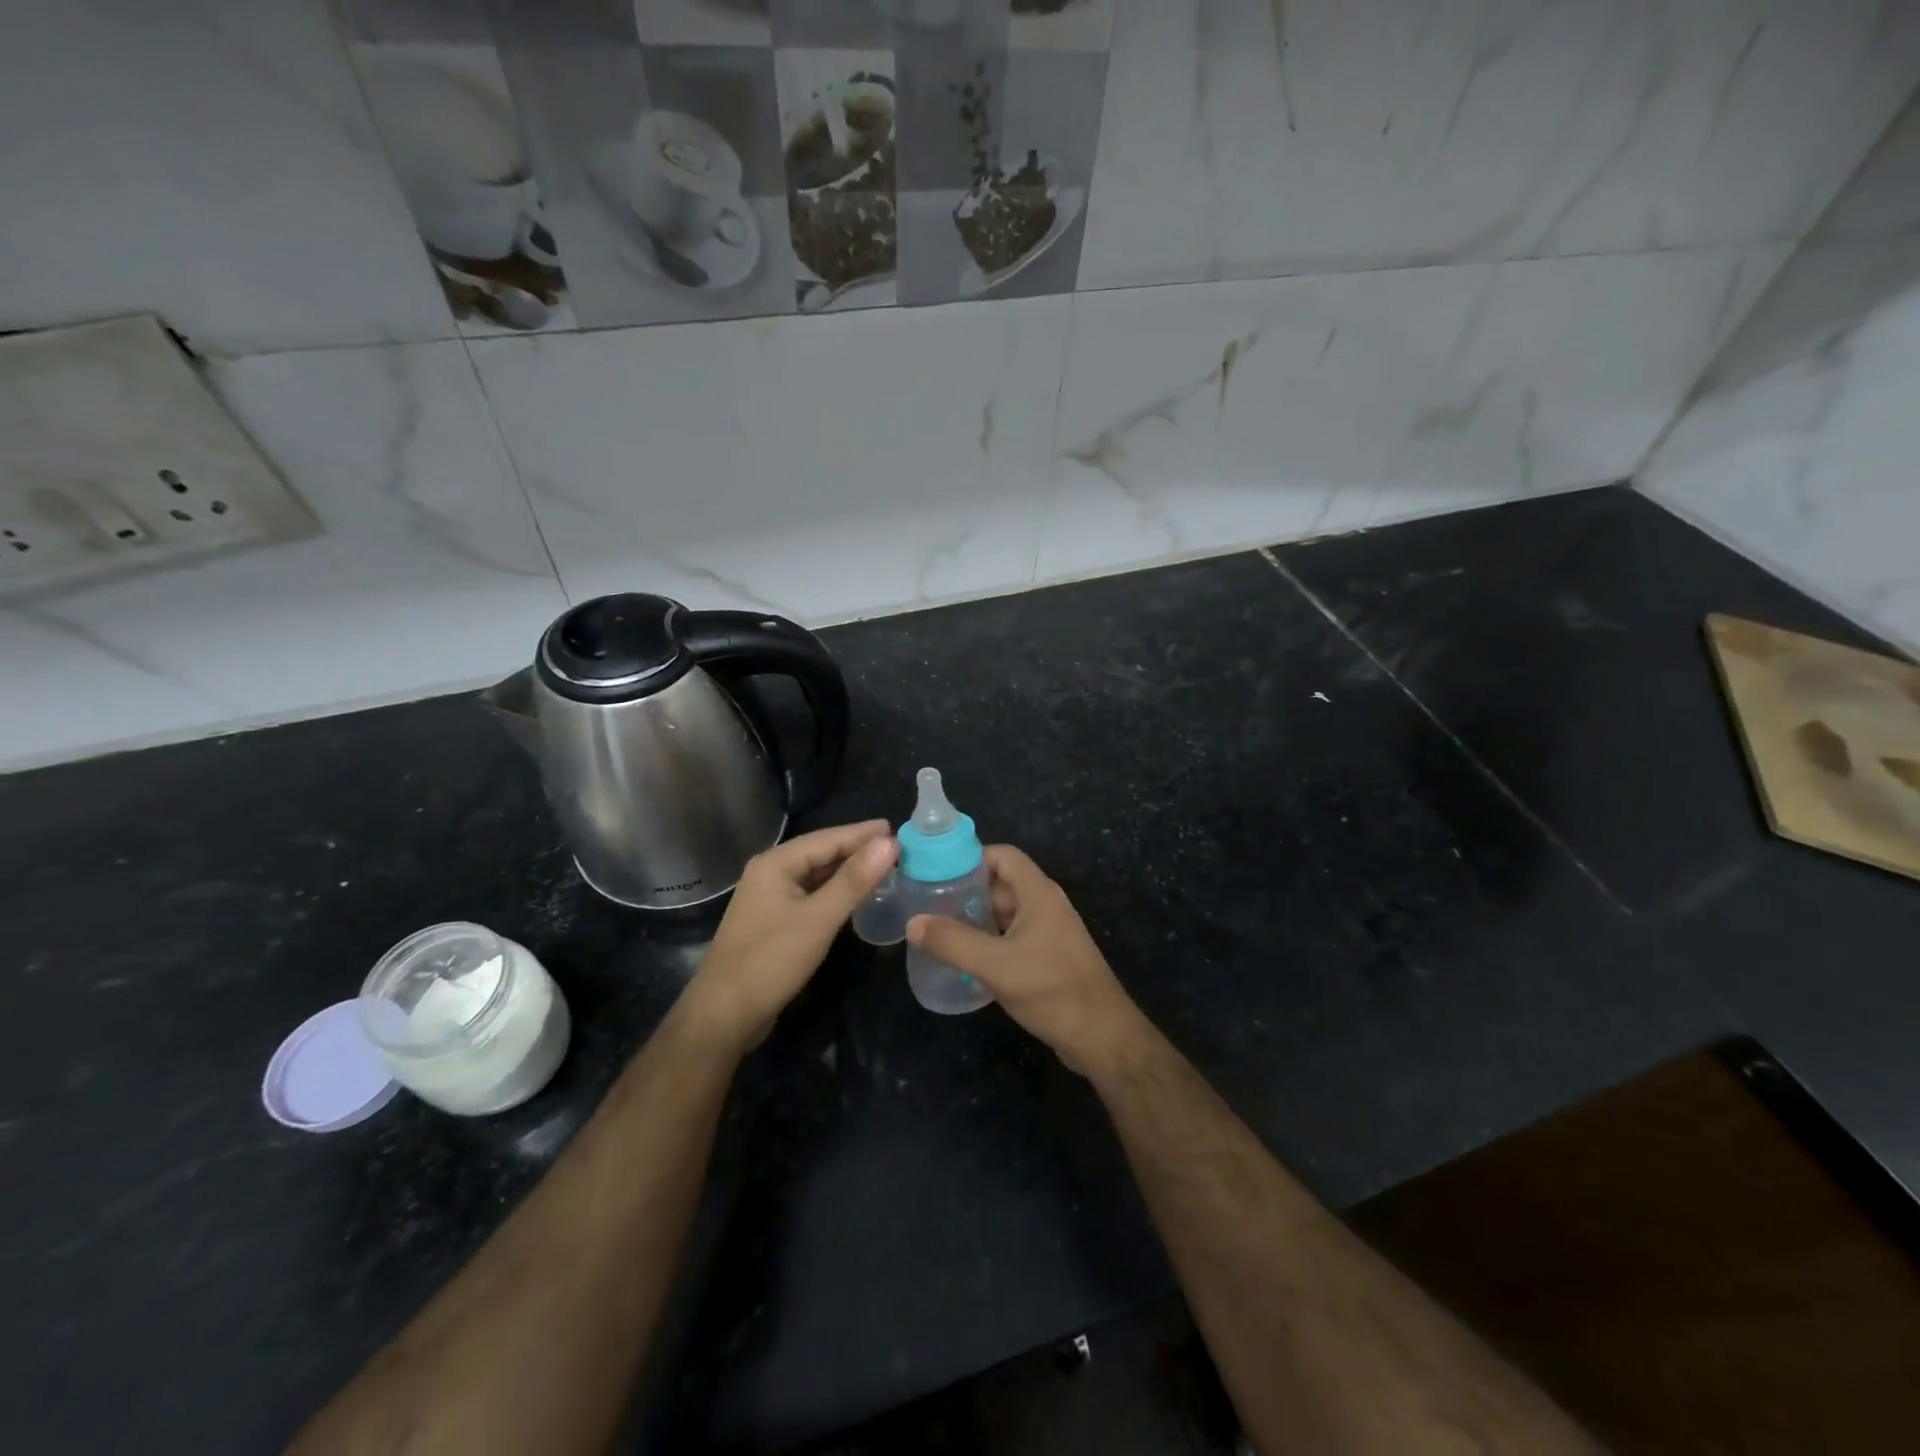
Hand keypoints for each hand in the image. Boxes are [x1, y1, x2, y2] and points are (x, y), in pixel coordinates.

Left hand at [684, 821, 895, 1051]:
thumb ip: (854, 880)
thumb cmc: (770, 961)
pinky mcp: (774, 922)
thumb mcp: (818, 919)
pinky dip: (835, 892)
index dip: (863, 834)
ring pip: (816, 876)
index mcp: (776, 864)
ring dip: (848, 872)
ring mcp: (770, 898)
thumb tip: (889, 843)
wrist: (723, 1015)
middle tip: (898, 849)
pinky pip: (811, 896)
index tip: (897, 828)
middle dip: (857, 850)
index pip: (828, 838)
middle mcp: (770, 873)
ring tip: (884, 868)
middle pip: (821, 853)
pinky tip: (856, 896)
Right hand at [906, 845, 1155, 1078]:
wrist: (1102, 1037)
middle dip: (966, 891)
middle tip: (927, 904)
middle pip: (1001, 884)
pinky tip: (963, 959)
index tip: (937, 872)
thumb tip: (913, 922)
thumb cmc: (1052, 990)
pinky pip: (1011, 938)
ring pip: (1005, 914)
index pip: (1003, 856)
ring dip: (974, 919)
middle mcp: (1045, 906)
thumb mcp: (996, 965)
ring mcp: (1048, 933)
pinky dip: (987, 941)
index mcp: (1039, 894)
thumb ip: (953, 942)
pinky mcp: (1048, 959)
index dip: (971, 858)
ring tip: (937, 931)